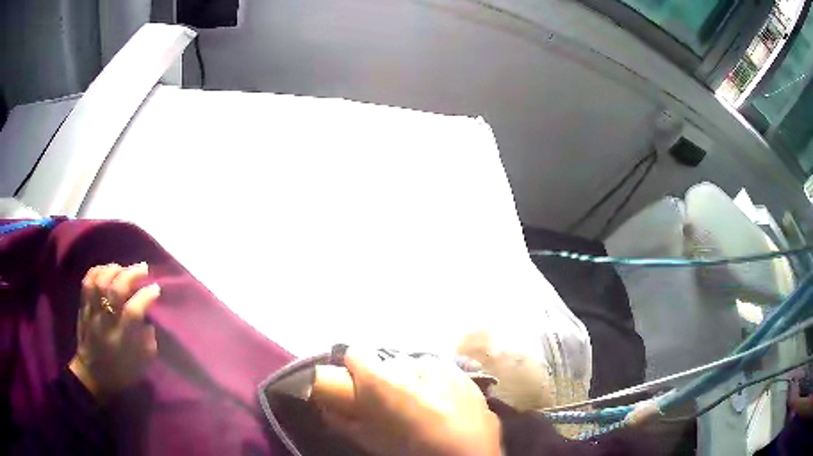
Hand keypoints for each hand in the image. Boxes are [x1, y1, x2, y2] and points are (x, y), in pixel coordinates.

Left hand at [69, 263, 159, 401]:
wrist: (90, 375)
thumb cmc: (119, 373)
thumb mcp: (140, 366)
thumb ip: (148, 342)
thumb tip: (149, 322)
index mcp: (121, 341)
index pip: (133, 312)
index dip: (145, 297)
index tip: (155, 288)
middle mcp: (105, 323)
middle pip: (115, 291)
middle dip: (131, 274)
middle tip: (143, 268)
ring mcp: (91, 313)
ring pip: (100, 281)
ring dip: (114, 269)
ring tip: (124, 268)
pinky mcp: (83, 307)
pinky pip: (87, 281)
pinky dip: (98, 270)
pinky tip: (107, 270)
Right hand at [317, 350, 501, 455]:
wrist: (465, 453)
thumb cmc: (408, 448)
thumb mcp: (366, 439)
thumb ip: (339, 419)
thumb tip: (326, 406)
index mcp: (379, 377)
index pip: (355, 353)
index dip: (354, 368)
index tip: (357, 384)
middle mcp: (408, 362)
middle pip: (388, 362)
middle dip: (386, 377)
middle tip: (392, 402)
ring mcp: (439, 365)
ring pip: (416, 365)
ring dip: (413, 379)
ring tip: (421, 405)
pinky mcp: (461, 373)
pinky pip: (441, 372)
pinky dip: (437, 383)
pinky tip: (443, 405)